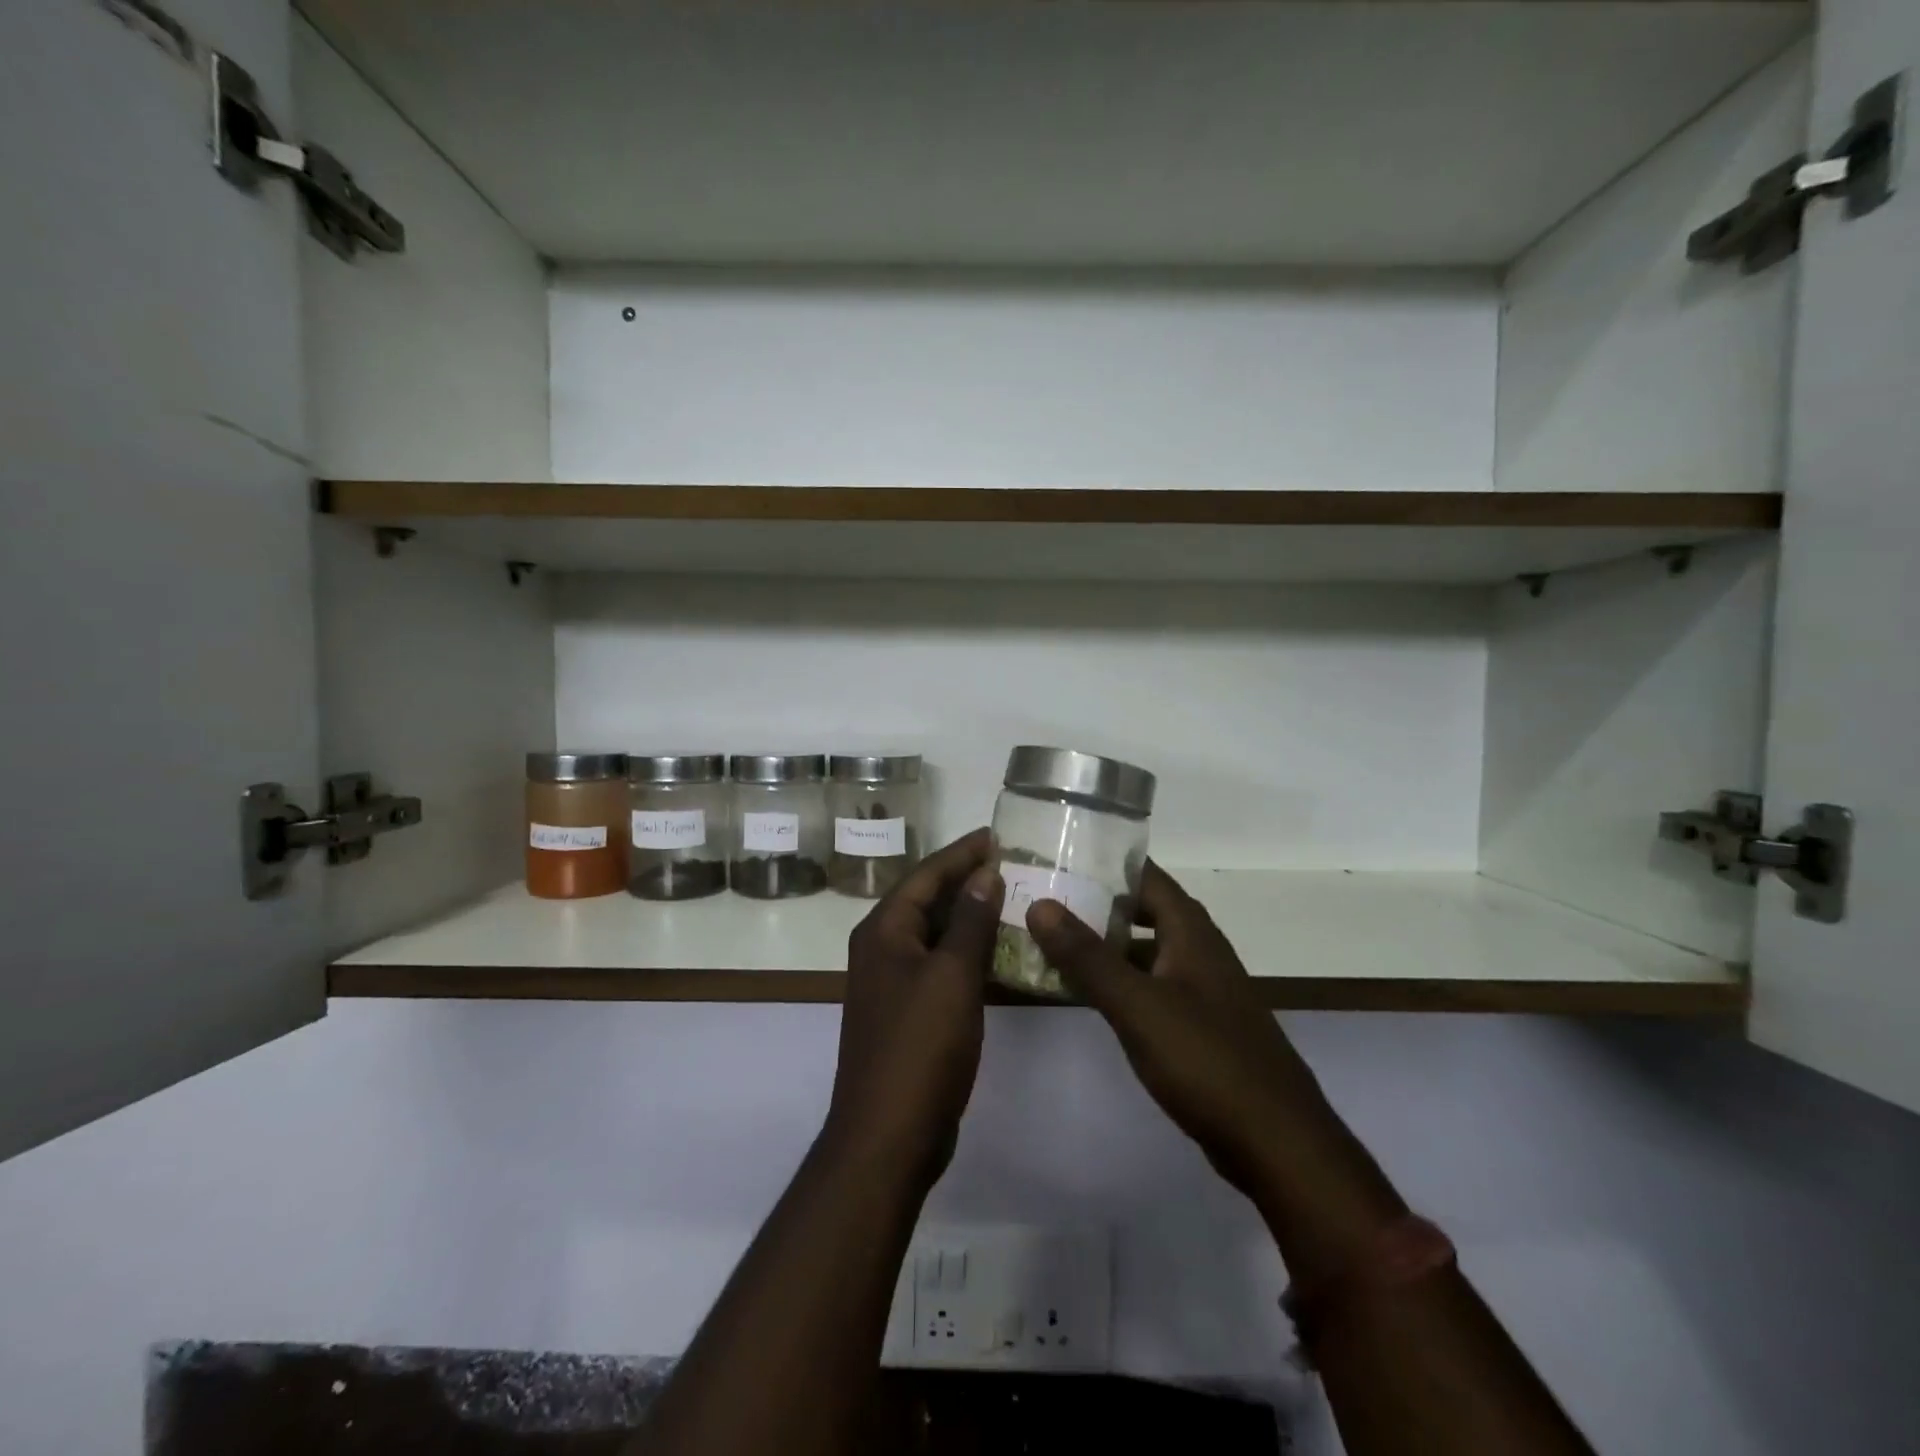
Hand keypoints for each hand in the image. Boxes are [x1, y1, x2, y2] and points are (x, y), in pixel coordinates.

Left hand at [822, 828, 1003, 1190]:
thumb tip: (984, 874)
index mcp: (884, 930)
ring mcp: (892, 982)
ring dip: (968, 914)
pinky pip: (939, 964)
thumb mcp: (952, 976)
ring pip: (934, 933)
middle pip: (927, 899)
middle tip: (1010, 861)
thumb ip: (969, 921)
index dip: (962, 853)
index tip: (997, 834)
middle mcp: (881, 948)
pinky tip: (996, 950)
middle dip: (966, 879)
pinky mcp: (907, 1011)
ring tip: (1010, 896)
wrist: (889, 1135)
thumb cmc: (920, 1047)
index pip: (926, 874)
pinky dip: (966, 950)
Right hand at [1024, 861, 1327, 1198]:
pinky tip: (1091, 994)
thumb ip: (1087, 956)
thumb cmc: (1205, 1060)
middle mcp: (1200, 951)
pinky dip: (1121, 981)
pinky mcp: (1201, 1026)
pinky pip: (1153, 986)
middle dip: (1099, 902)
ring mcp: (1203, 990)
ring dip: (1108, 944)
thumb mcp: (1137, 1005)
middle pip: (1146, 911)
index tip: (1061, 854)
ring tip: (1056, 941)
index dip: (1107, 861)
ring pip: (1148, 951)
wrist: (1277, 1142)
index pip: (1147, 876)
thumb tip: (1040, 904)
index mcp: (1191, 932)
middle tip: (1047, 897)